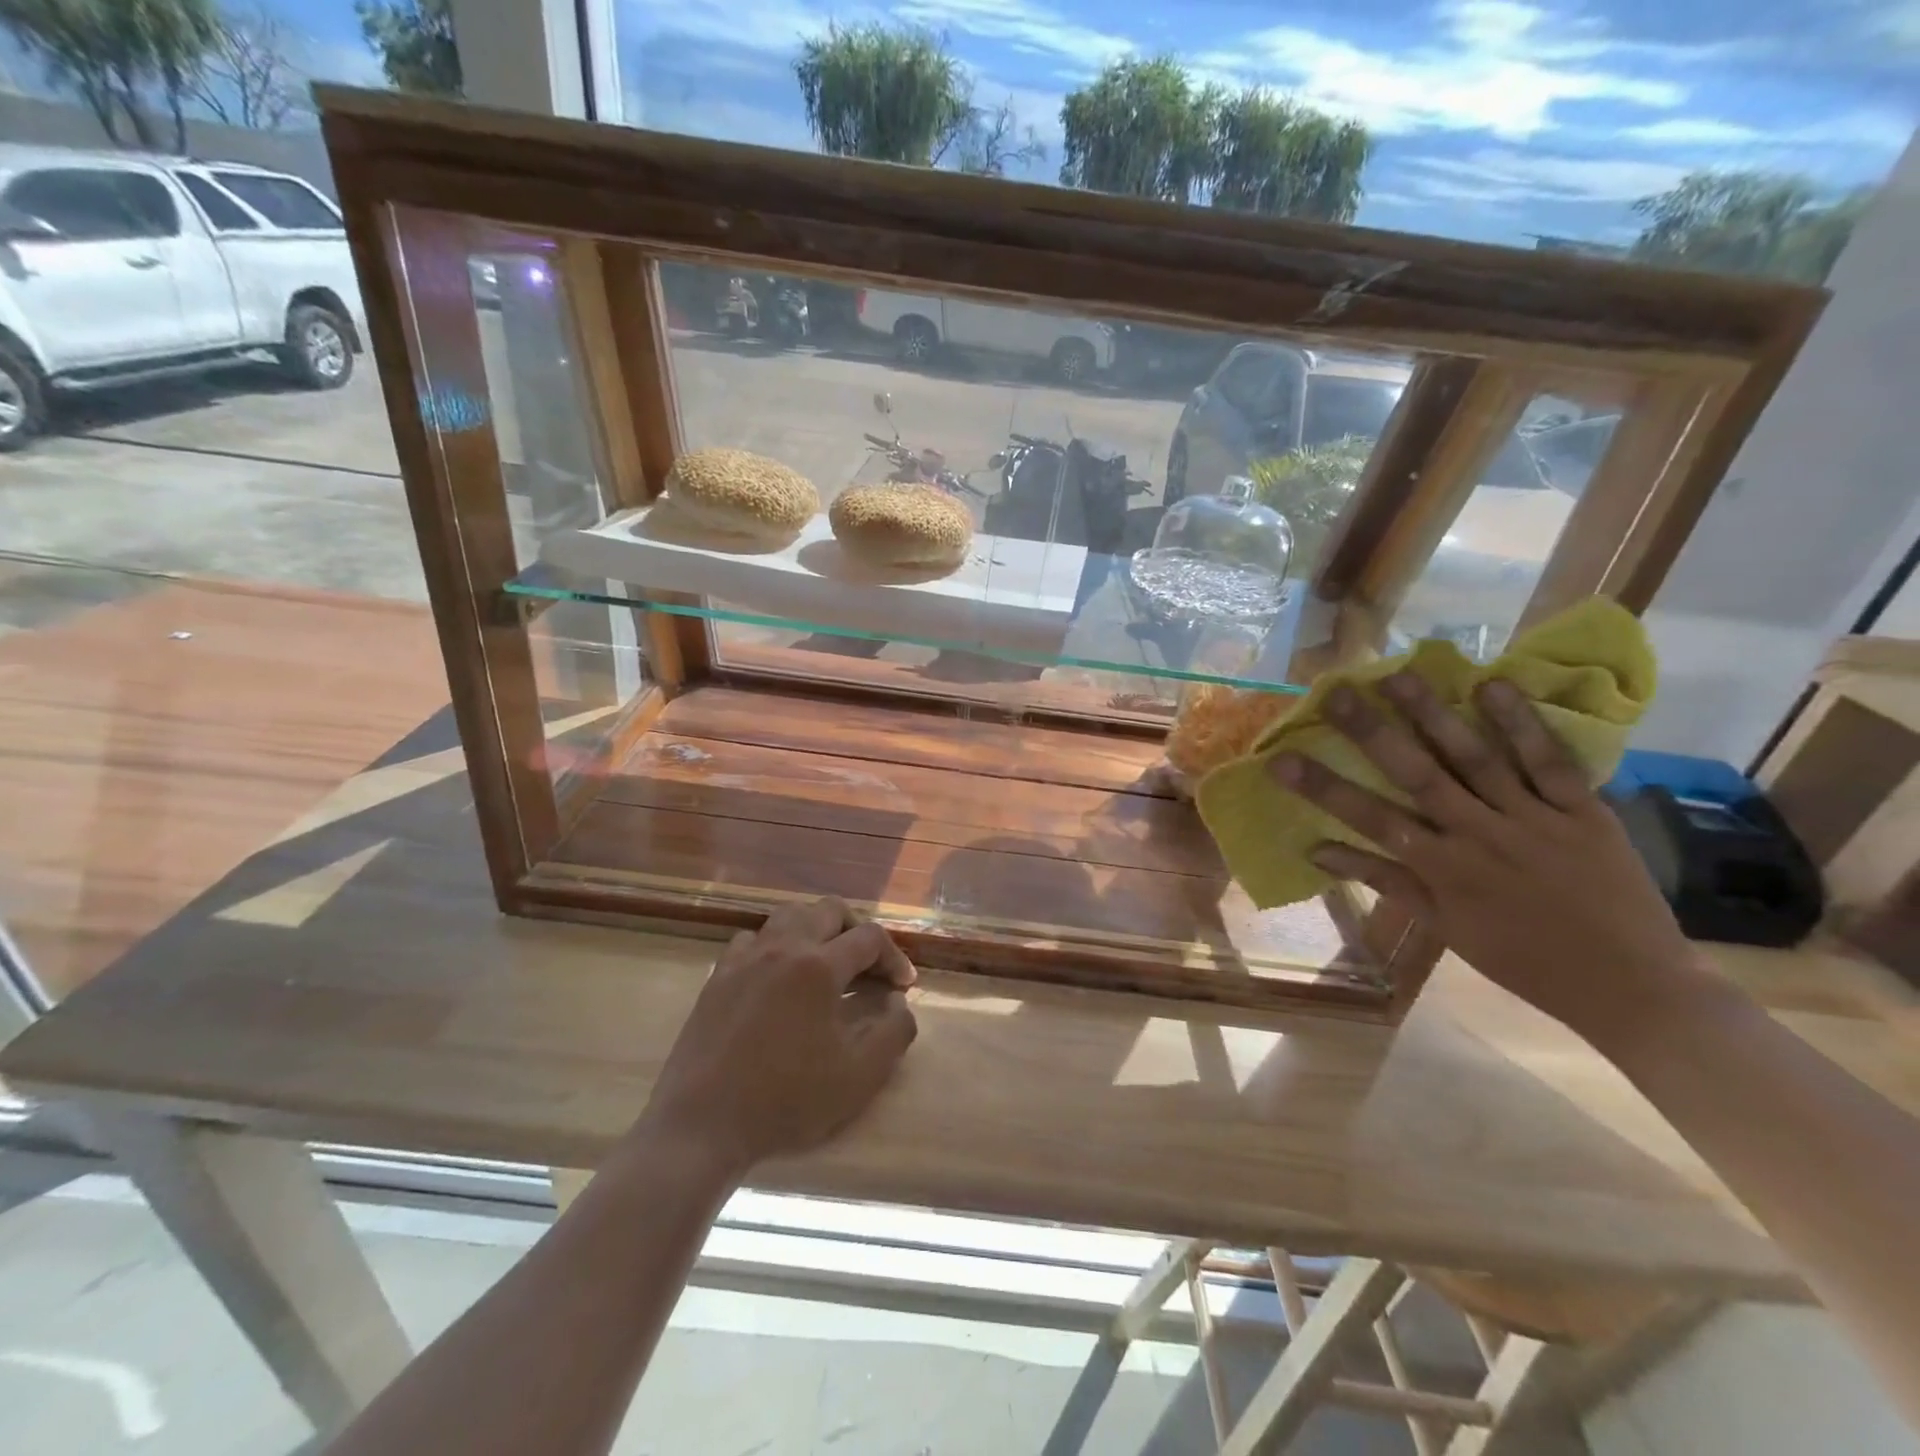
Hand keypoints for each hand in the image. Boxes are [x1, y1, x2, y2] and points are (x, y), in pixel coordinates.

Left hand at [636, 898, 917, 1178]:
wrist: (703, 1124)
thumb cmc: (786, 1099)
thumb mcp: (860, 1076)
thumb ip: (895, 1030)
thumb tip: (897, 1000)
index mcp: (818, 966)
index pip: (869, 938)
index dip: (894, 957)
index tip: (903, 986)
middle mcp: (782, 947)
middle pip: (829, 910)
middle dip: (858, 930)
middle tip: (869, 966)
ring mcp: (745, 958)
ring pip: (788, 915)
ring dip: (816, 929)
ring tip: (827, 962)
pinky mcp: (718, 976)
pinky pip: (753, 940)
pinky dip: (776, 946)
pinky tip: (779, 977)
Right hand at [1274, 672, 1705, 1044]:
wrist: (1633, 987)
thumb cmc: (1524, 960)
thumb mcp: (1445, 928)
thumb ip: (1385, 882)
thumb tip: (1318, 851)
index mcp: (1444, 869)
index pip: (1370, 819)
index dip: (1322, 788)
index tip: (1281, 758)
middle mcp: (1481, 835)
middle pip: (1418, 775)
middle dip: (1373, 732)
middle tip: (1337, 693)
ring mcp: (1535, 819)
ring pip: (1476, 759)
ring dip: (1435, 716)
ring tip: (1399, 675)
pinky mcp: (1585, 811)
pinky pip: (1550, 763)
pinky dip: (1522, 725)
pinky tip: (1492, 687)